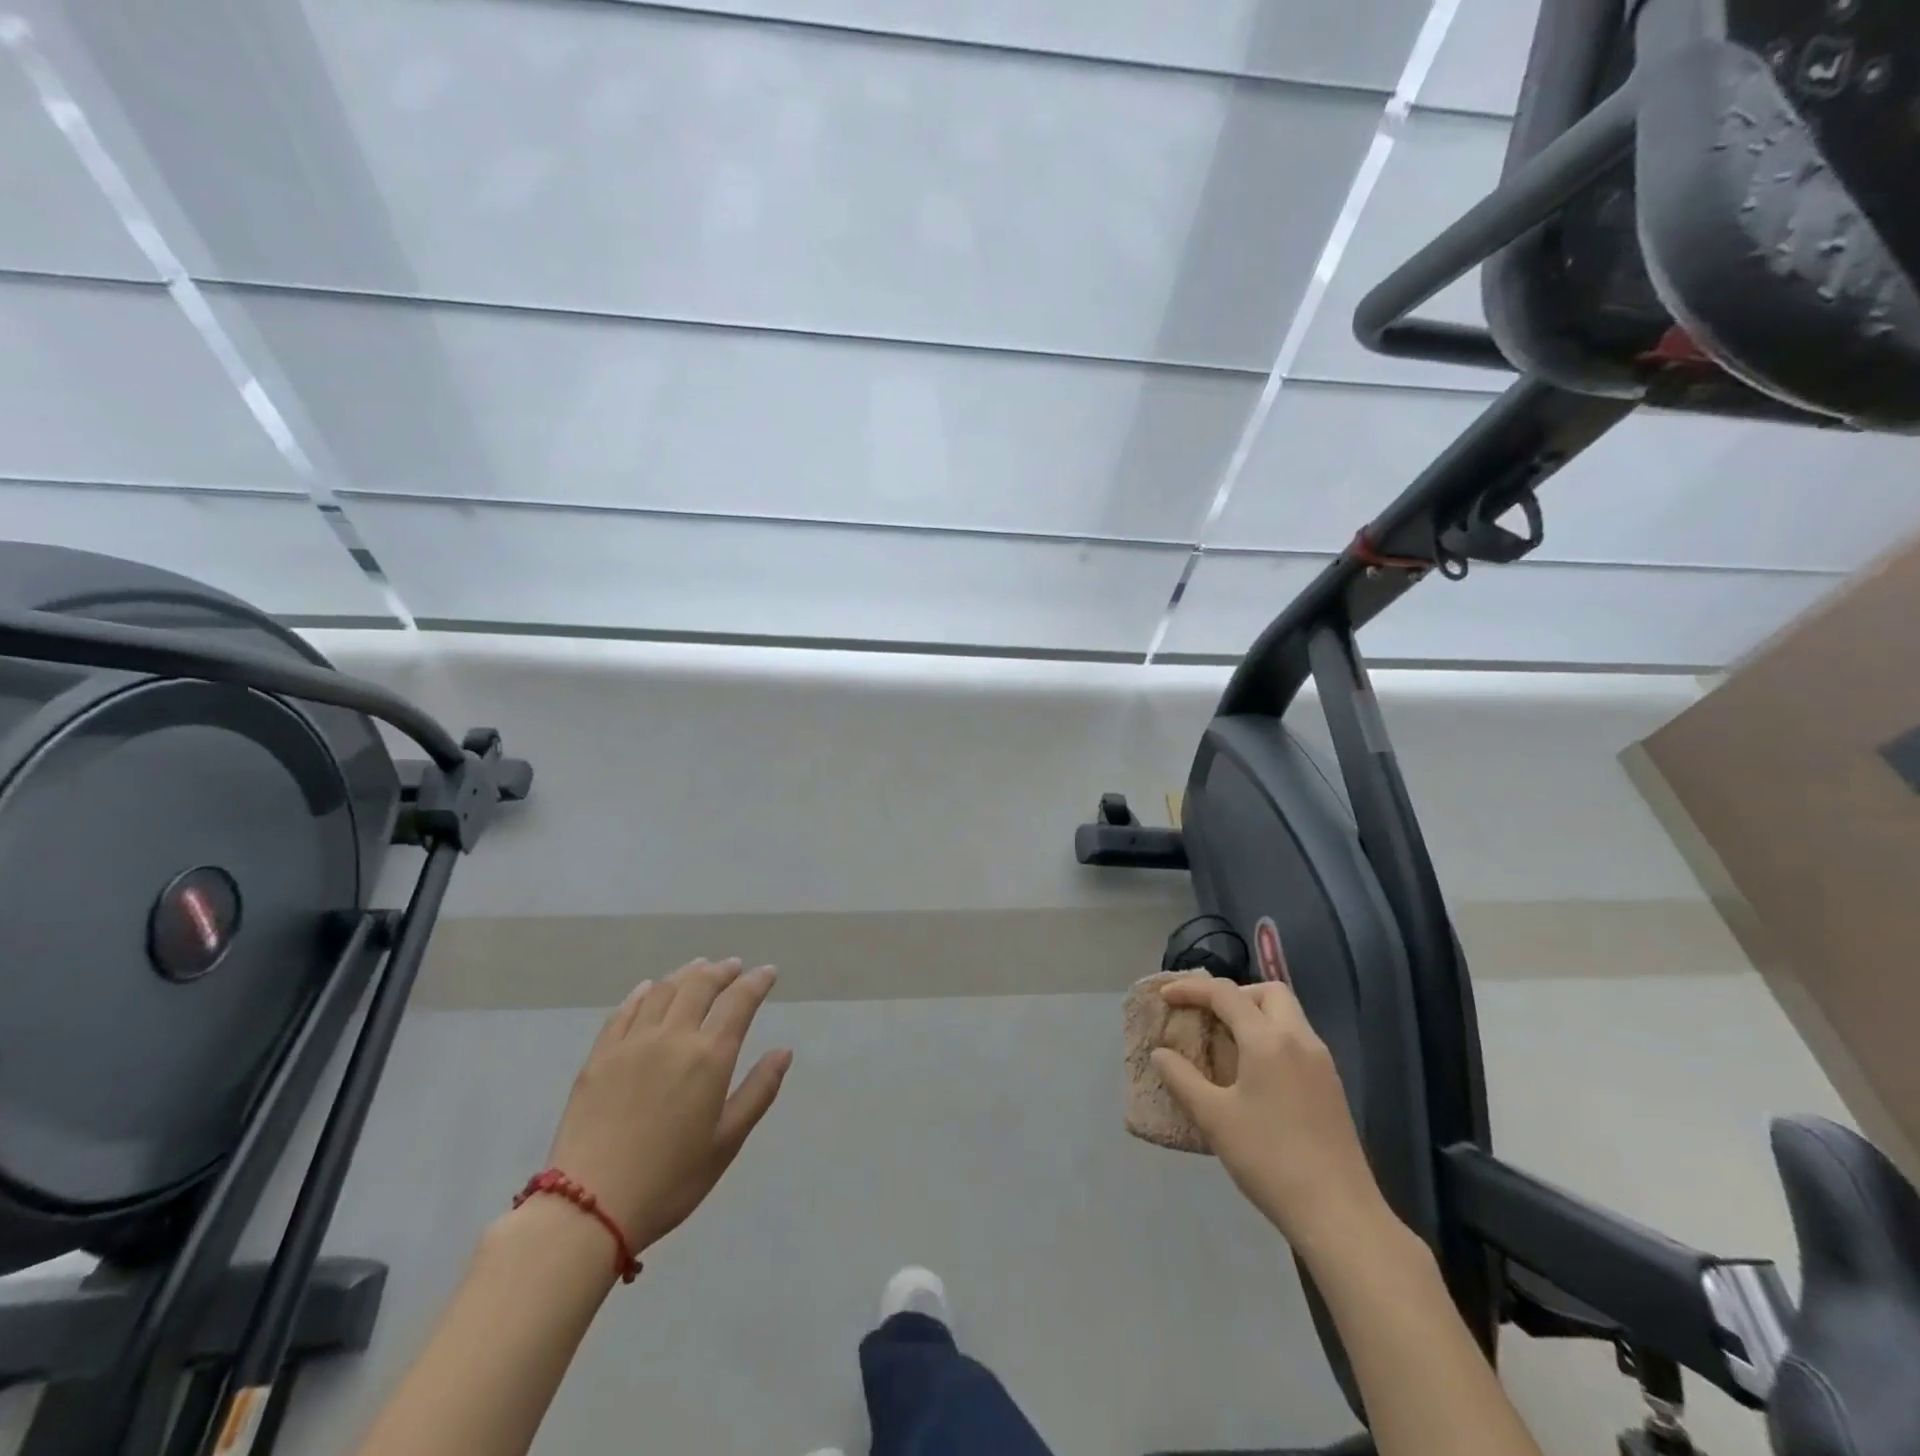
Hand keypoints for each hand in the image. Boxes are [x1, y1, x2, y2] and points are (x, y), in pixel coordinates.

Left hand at [545, 958, 791, 1254]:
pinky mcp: (600, 1056)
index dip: (756, 982)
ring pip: (663, 990)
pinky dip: (643, 992)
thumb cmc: (670, 1180)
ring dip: (686, 974)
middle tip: (734, 966)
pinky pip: (625, 1010)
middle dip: (722, 970)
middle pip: (700, 985)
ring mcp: (632, 1043)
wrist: (588, 1208)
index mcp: (709, 1056)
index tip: (768, 972)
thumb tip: (784, 1051)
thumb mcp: (727, 1142)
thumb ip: (759, 1091)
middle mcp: (672, 1036)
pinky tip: (649, 989)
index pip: (739, 1001)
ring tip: (698, 968)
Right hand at [1151, 977, 1388, 1257]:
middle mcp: (1300, 1040)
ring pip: (1287, 1016)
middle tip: (1207, 1015)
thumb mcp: (1214, 1119)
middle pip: (1268, 992)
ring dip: (1254, 1015)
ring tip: (1225, 1042)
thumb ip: (1182, 1079)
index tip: (1165, 997)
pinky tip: (1253, 1073)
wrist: (1339, 1215)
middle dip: (1233, 994)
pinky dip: (1271, 1038)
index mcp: (1269, 1040)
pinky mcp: (1332, 1087)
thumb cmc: (1270, 1159)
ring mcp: (1322, 1064)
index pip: (1226, 994)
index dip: (1191, 989)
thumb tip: (1160, 1054)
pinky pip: (1297, 1041)